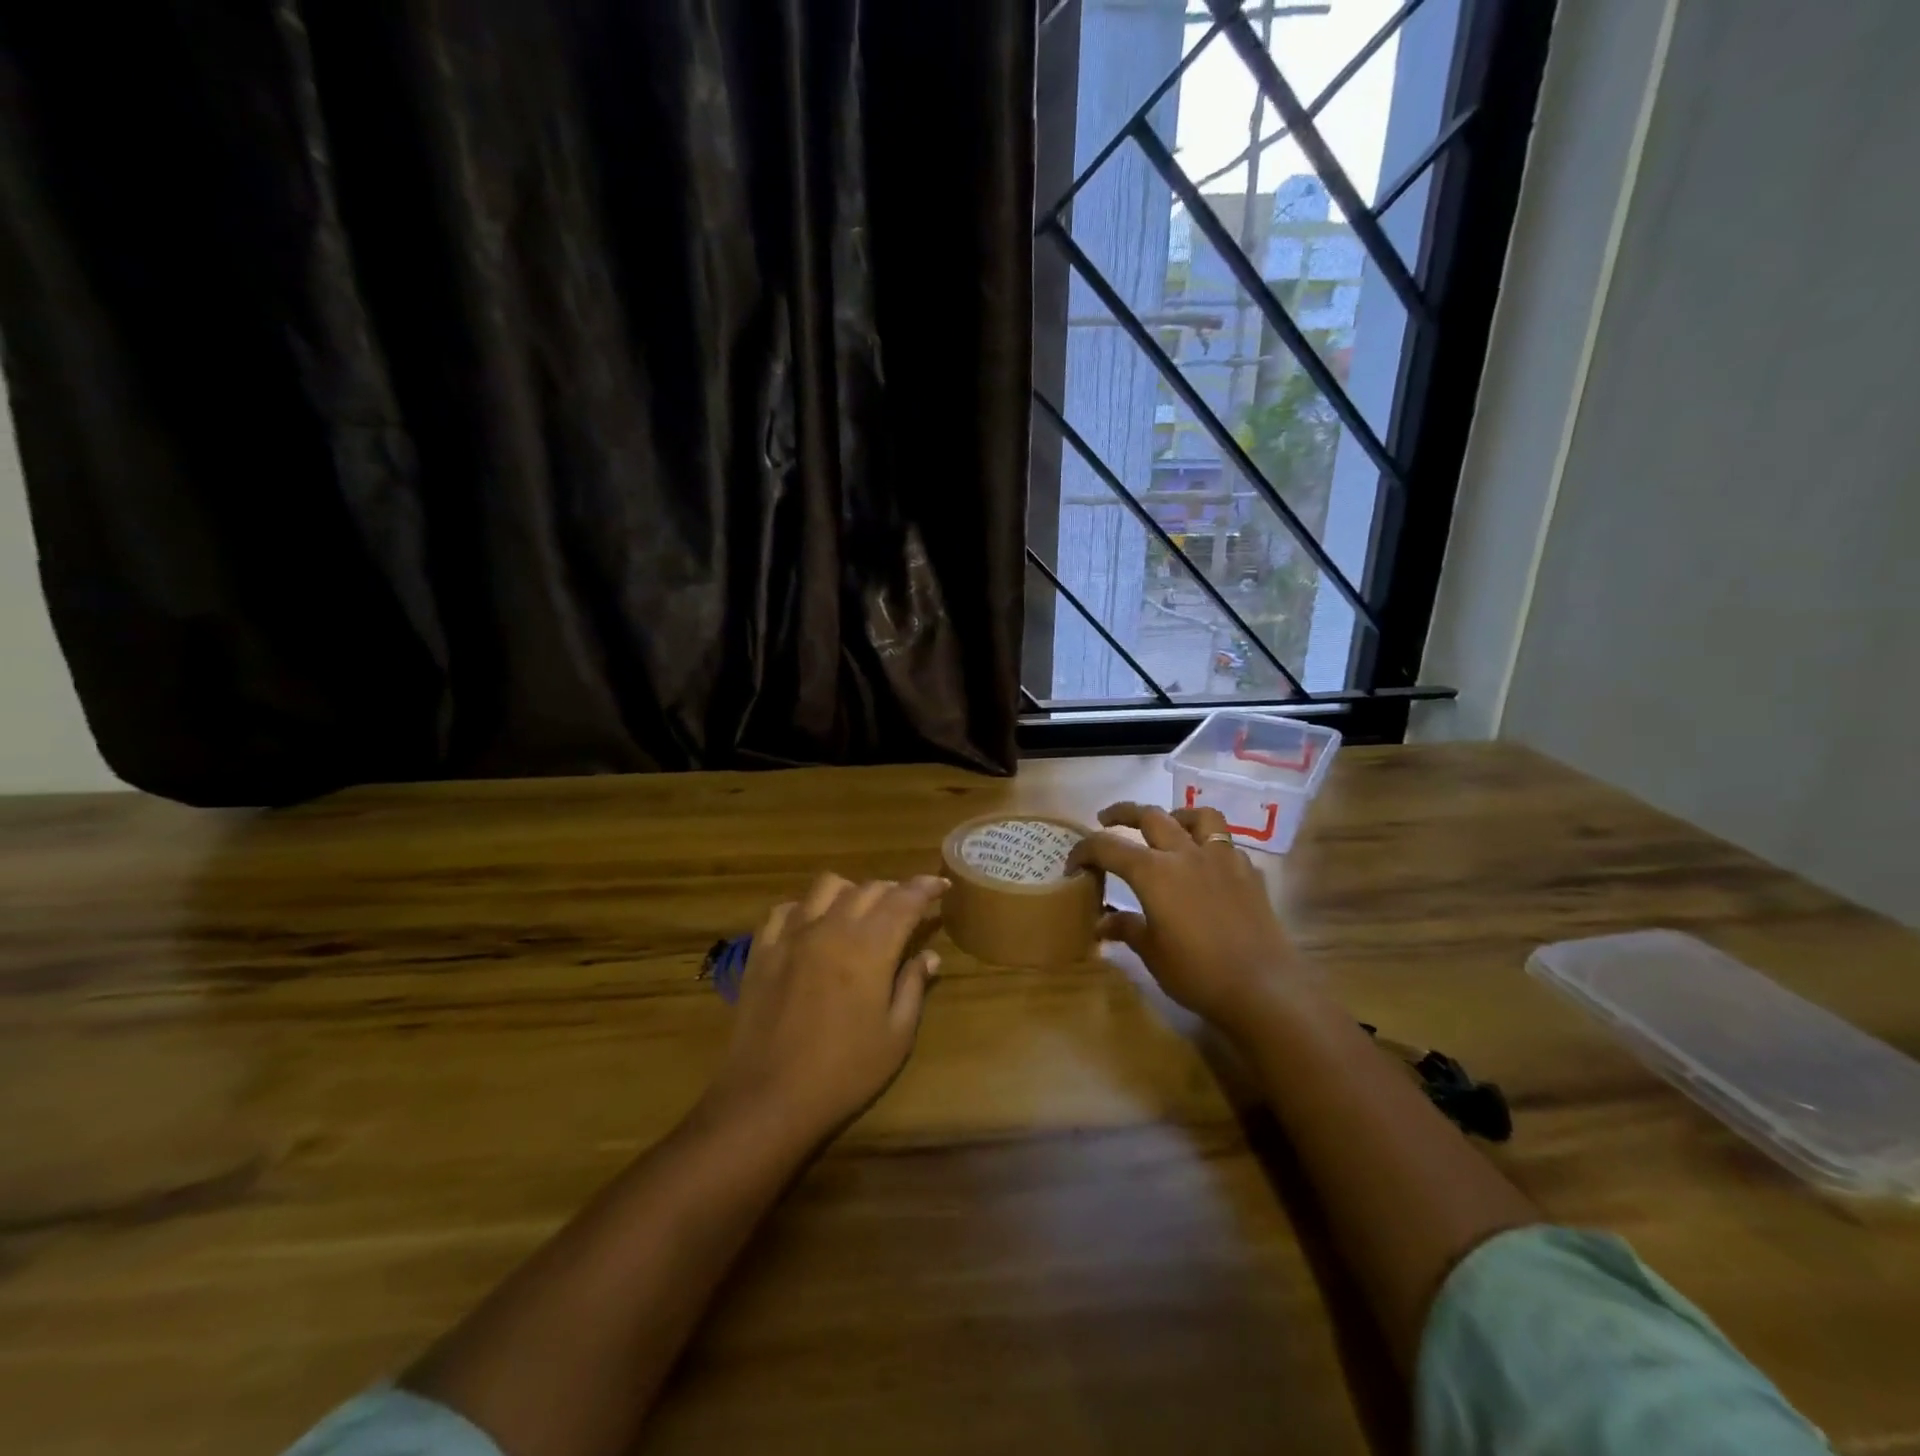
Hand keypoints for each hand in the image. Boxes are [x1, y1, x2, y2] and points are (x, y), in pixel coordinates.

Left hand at [706, 873, 945, 1143]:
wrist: (769, 1098)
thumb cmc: (844, 1073)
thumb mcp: (895, 1036)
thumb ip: (914, 987)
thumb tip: (929, 956)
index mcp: (870, 947)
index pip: (905, 899)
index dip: (926, 887)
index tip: (941, 884)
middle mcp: (832, 928)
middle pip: (869, 888)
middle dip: (895, 890)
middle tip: (908, 907)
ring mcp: (792, 935)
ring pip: (827, 886)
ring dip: (852, 891)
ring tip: (861, 912)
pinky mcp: (762, 949)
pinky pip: (785, 909)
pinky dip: (807, 908)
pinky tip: (813, 926)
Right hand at [1068, 802, 1307, 1033]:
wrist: (1264, 989)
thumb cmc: (1197, 973)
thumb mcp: (1152, 953)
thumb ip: (1126, 928)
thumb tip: (1103, 921)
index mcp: (1154, 872)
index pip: (1108, 847)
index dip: (1085, 851)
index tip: (1073, 864)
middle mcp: (1186, 854)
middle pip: (1150, 815)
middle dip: (1123, 813)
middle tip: (1107, 820)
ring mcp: (1223, 859)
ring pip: (1198, 817)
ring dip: (1176, 816)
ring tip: (1168, 827)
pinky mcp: (1250, 873)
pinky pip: (1226, 845)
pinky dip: (1210, 847)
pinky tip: (1207, 867)